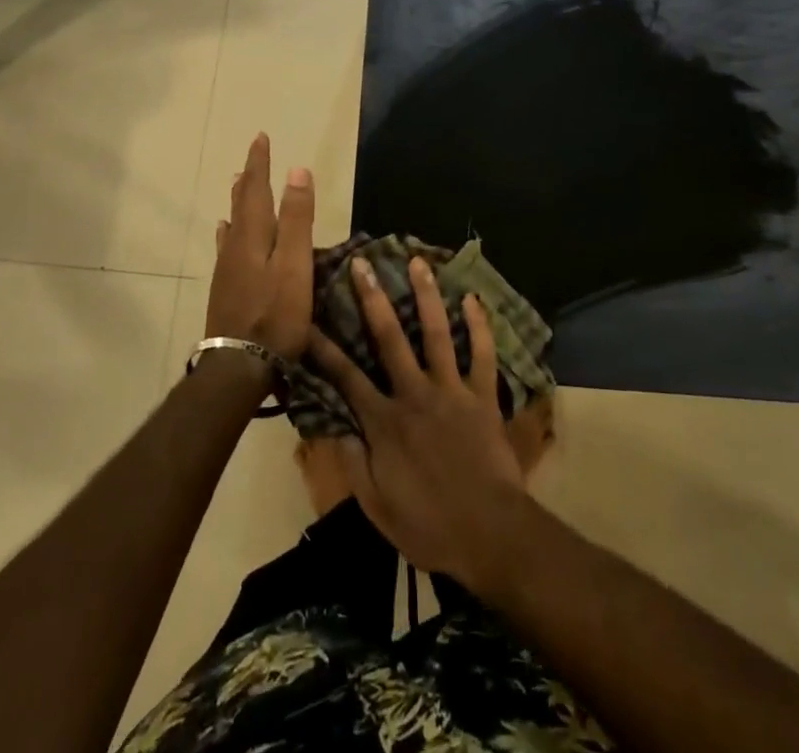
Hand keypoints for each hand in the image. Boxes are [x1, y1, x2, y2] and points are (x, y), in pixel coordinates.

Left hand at [205, 134, 314, 360]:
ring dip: (239, 201)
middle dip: (249, 178)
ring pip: (233, 224)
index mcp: (252, 236)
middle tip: (252, 156)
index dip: (259, 163)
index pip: (256, 189)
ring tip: (238, 185)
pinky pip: (226, 246)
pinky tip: (225, 234)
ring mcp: (227, 269)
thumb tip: (297, 170)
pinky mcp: (225, 288)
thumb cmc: (275, 315)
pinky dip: (229, 231)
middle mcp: (235, 246)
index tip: (260, 137)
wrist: (238, 367)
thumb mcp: (294, 265)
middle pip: (242, 203)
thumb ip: (296, 219)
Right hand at [308, 256, 528, 589]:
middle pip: (389, 338)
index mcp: (384, 421)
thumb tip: (330, 424)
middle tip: (362, 264)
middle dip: (372, 298)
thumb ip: (352, 461)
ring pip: (436, 333)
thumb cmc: (429, 525)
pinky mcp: (483, 396)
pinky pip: (482, 354)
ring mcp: (451, 390)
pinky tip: (473, 298)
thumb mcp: (377, 505)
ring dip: (426, 295)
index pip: (345, 377)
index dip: (323, 348)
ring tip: (418, 262)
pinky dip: (479, 326)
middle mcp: (414, 394)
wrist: (491, 535)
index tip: (307, 319)